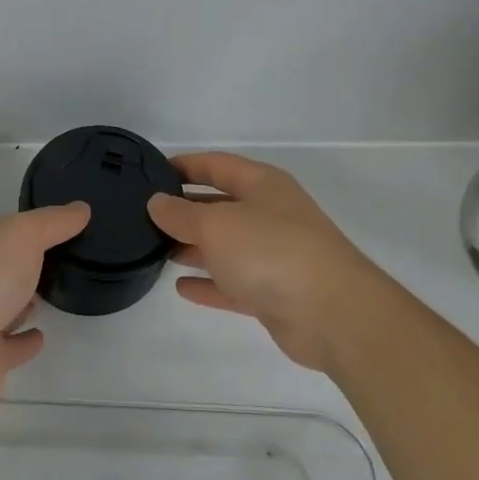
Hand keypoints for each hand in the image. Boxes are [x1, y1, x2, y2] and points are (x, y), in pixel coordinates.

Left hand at [0, 203, 90, 418]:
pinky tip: (42, 335)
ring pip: (2, 308)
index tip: (60, 229)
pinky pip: (9, 348)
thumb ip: (53, 222)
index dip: (26, 229)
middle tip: (62, 262)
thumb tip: (82, 208)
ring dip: (23, 303)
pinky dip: (24, 342)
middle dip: (24, 266)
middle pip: (0, 269)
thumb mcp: (22, 235)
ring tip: (53, 294)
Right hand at [147, 152, 388, 369]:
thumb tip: (156, 202)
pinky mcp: (275, 293)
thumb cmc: (271, 251)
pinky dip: (209, 284)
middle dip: (185, 210)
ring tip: (155, 249)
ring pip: (226, 246)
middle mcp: (270, 215)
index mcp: (262, 185)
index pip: (216, 165)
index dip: (185, 165)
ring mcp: (274, 255)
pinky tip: (181, 287)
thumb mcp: (216, 224)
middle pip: (220, 205)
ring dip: (193, 247)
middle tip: (145, 217)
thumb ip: (181, 214)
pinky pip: (233, 283)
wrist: (333, 315)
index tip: (151, 172)